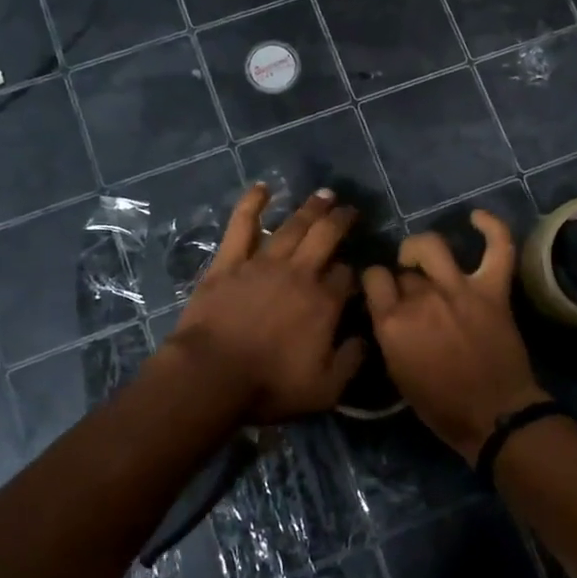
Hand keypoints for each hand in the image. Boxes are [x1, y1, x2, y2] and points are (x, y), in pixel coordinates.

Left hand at [167, 185, 365, 422]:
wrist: (211, 376)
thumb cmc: (269, 385)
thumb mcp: (325, 389)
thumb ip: (351, 361)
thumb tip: (365, 338)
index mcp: (324, 302)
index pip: (346, 275)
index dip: (351, 272)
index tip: (351, 275)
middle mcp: (299, 273)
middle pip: (326, 236)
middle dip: (341, 220)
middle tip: (349, 209)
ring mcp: (263, 263)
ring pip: (293, 226)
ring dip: (310, 207)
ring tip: (324, 194)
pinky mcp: (230, 262)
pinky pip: (243, 225)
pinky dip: (253, 204)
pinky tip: (263, 188)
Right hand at [362, 212, 549, 463]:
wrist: (494, 417)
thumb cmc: (441, 407)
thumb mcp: (397, 374)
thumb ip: (389, 334)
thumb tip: (389, 310)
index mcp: (392, 323)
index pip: (373, 278)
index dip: (376, 283)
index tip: (381, 291)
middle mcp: (421, 298)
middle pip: (404, 271)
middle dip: (404, 279)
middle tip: (412, 295)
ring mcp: (459, 290)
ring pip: (432, 247)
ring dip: (422, 249)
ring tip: (423, 257)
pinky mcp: (493, 290)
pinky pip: (497, 248)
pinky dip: (491, 228)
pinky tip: (476, 216)